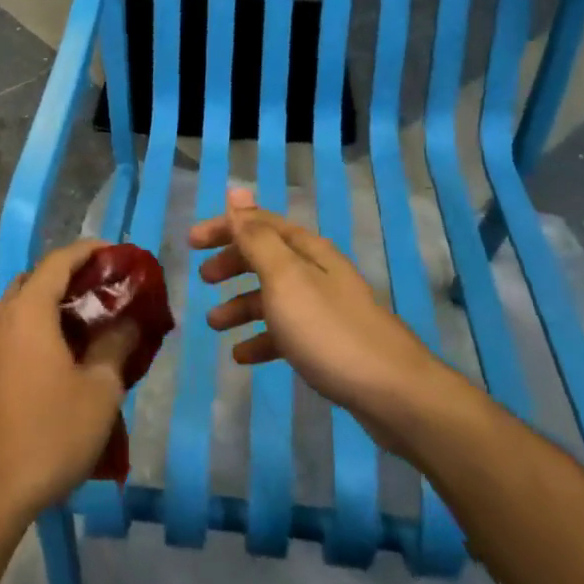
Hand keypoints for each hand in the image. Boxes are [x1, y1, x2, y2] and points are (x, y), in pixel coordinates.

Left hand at [0, 239, 138, 528]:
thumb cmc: (49, 434)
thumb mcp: (100, 391)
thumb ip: (116, 346)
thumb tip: (127, 322)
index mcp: (27, 312)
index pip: (57, 261)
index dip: (87, 251)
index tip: (114, 254)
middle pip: (33, 280)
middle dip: (67, 277)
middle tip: (100, 292)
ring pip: (16, 309)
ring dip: (47, 306)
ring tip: (82, 326)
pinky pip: (6, 336)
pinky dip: (32, 331)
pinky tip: (54, 361)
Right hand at [190, 188, 451, 454]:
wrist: (392, 392)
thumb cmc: (328, 330)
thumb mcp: (285, 279)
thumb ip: (257, 237)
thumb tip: (238, 191)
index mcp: (308, 251)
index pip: (260, 224)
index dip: (226, 227)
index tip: (191, 242)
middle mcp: (318, 272)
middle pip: (267, 257)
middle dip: (233, 263)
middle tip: (203, 279)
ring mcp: (325, 309)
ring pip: (274, 296)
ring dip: (242, 305)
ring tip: (215, 324)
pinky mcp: (329, 343)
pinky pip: (286, 332)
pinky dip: (262, 339)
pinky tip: (243, 356)